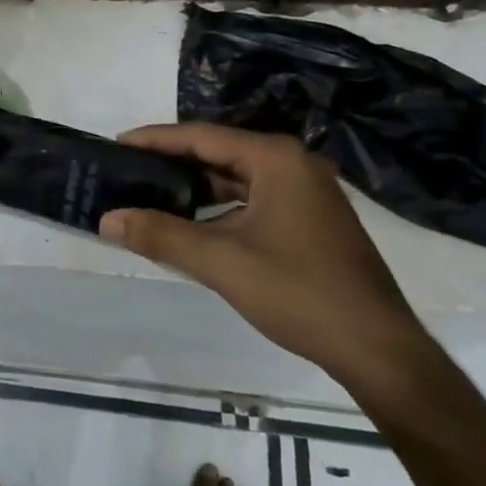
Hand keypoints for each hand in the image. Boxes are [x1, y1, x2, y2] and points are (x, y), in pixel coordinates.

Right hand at [98, 123, 431, 392]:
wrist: (378, 349)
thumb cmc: (298, 291)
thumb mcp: (221, 261)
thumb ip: (160, 235)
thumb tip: (107, 219)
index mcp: (275, 158)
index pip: (201, 136)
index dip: (154, 140)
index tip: (116, 144)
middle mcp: (293, 164)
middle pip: (218, 153)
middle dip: (172, 163)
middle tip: (127, 172)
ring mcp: (306, 192)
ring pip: (236, 179)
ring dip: (195, 189)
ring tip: (150, 196)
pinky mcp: (311, 220)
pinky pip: (252, 200)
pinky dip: (219, 209)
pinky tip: (193, 225)